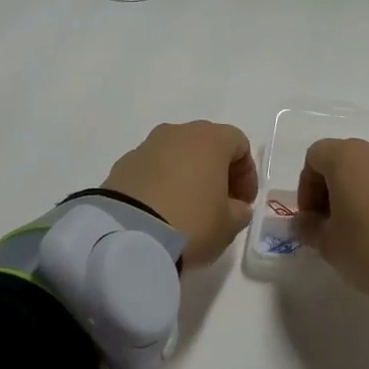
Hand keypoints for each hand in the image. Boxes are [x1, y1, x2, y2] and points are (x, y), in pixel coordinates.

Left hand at [102, 121, 257, 267]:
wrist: (128, 235)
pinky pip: (151, 169)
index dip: (247, 173)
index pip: (239, 144)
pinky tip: (160, 211)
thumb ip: (239, 211)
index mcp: (210, 139)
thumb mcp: (228, 225)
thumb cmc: (191, 223)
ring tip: (187, 207)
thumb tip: (234, 206)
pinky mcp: (121, 165)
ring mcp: (146, 147)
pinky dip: (160, 183)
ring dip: (186, 175)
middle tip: (219, 202)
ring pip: (176, 154)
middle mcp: (178, 133)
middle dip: (216, 170)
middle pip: (206, 143)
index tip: (244, 202)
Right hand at [296, 139, 368, 293]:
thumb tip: (304, 222)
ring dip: (361, 194)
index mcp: (347, 157)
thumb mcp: (329, 244)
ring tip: (363, 231)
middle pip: (344, 161)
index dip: (306, 187)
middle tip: (333, 225)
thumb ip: (308, 228)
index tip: (312, 218)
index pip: (314, 157)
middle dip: (332, 190)